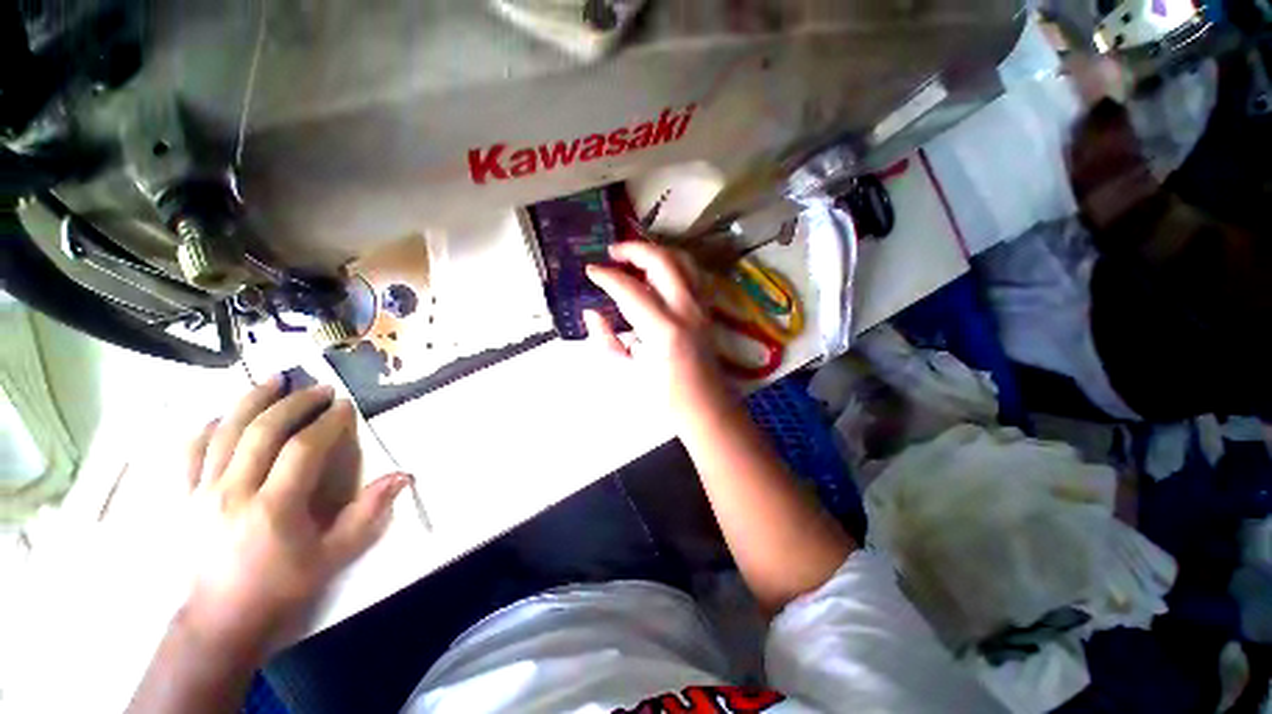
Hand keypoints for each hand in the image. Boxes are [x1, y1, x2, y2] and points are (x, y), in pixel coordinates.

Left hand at [181, 378, 411, 652]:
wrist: (219, 619)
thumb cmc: (280, 587)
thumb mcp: (333, 555)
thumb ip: (368, 513)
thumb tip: (402, 476)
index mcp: (273, 507)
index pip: (302, 448)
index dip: (327, 422)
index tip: (344, 406)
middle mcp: (232, 492)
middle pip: (261, 431)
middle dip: (294, 403)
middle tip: (319, 388)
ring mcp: (201, 493)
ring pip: (223, 432)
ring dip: (251, 401)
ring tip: (274, 380)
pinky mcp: (182, 498)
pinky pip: (191, 451)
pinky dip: (209, 427)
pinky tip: (224, 416)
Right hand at [585, 242, 727, 418]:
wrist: (706, 409)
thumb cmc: (665, 398)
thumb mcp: (626, 373)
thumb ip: (606, 340)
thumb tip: (592, 313)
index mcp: (664, 330)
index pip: (630, 290)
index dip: (607, 276)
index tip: (590, 270)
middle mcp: (686, 311)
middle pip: (662, 262)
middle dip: (634, 250)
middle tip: (612, 253)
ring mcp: (701, 308)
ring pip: (683, 261)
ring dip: (656, 252)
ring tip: (634, 259)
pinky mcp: (707, 311)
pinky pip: (692, 275)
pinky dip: (673, 265)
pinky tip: (657, 275)